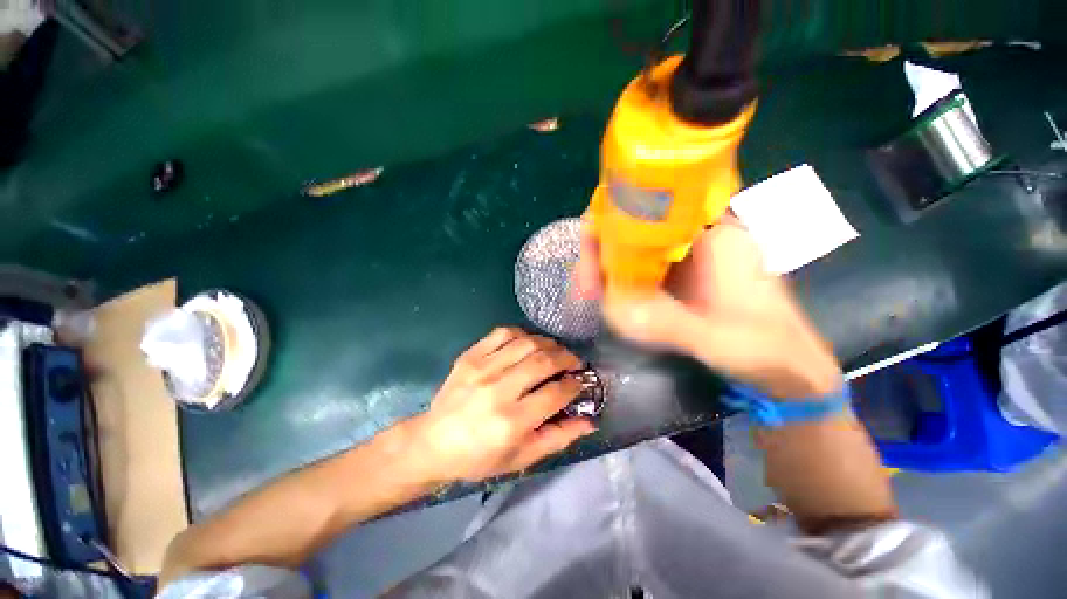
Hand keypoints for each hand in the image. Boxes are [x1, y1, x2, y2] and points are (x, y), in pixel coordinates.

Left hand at [408, 327, 595, 482]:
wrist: (433, 442)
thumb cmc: (480, 456)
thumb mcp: (522, 458)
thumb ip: (558, 438)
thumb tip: (589, 421)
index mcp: (512, 422)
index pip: (556, 393)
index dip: (575, 384)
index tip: (580, 382)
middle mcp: (498, 390)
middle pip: (543, 361)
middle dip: (567, 358)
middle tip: (573, 362)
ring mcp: (482, 368)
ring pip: (527, 343)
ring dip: (548, 344)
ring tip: (554, 352)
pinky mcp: (470, 355)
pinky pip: (503, 333)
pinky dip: (522, 334)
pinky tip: (528, 343)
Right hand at [575, 217, 841, 397]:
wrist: (785, 366)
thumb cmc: (765, 348)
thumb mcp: (717, 338)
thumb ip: (668, 323)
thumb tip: (611, 307)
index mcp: (718, 232)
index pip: (656, 201)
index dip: (614, 215)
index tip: (589, 244)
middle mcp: (699, 233)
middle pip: (636, 222)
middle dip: (602, 248)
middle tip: (584, 283)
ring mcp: (687, 253)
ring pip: (634, 244)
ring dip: (606, 264)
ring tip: (588, 292)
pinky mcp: (679, 273)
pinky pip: (639, 263)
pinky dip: (619, 276)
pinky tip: (607, 295)